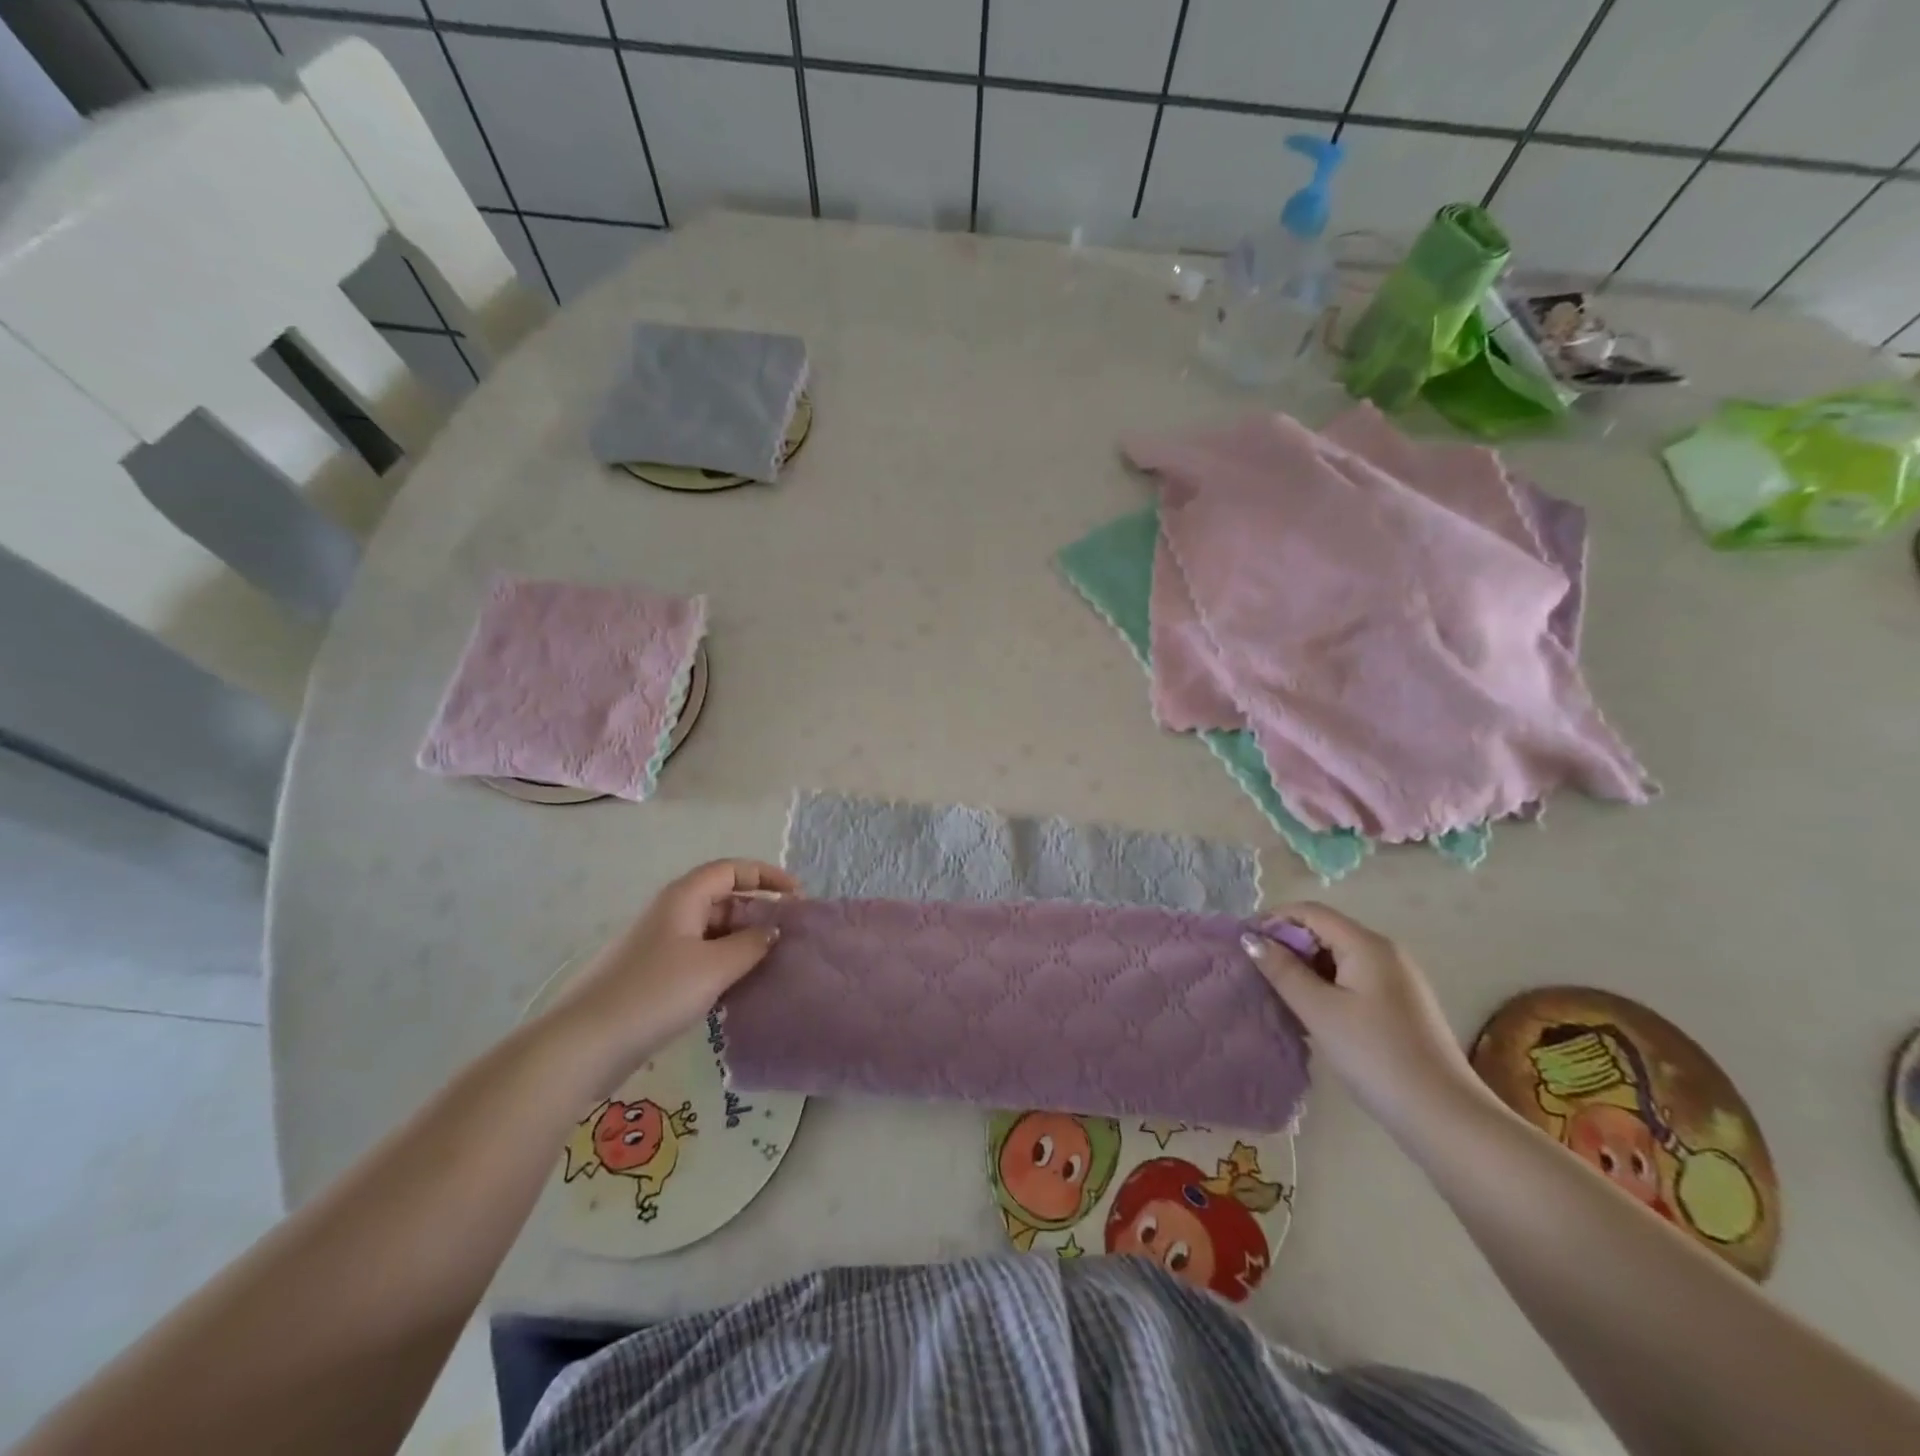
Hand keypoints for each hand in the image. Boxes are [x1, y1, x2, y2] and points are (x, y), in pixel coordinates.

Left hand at [545, 859, 797, 1075]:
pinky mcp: (651, 976)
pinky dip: (723, 964)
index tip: (797, 895)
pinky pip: (698, 957)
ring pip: (711, 931)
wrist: (584, 1045)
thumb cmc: (654, 994)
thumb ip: (751, 944)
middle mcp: (670, 913)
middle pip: (722, 898)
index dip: (766, 875)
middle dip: (758, 911)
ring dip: (742, 941)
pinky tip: (739, 988)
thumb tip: (772, 931)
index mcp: (684, 898)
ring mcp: (658, 945)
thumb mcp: (714, 967)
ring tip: (772, 962)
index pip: (731, 870)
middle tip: (790, 934)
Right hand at [1242, 903, 1490, 1142]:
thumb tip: (1251, 938)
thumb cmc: (1375, 1055)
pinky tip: (1312, 1012)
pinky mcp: (1400, 1005)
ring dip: (1305, 967)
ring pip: (1338, 957)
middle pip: (1325, 931)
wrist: (1444, 1115)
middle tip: (1257, 971)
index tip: (1243, 943)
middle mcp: (1385, 952)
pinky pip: (1353, 979)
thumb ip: (1282, 970)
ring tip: (1278, 994)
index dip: (1274, 919)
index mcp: (1367, 944)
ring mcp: (1397, 979)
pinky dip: (1326, 985)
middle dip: (1288, 944)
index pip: (1311, 911)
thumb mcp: (1319, 1010)